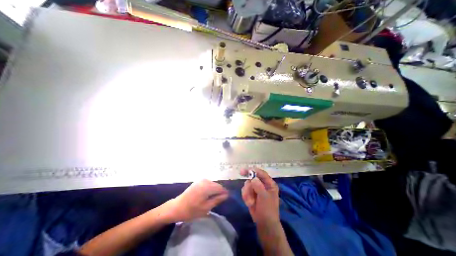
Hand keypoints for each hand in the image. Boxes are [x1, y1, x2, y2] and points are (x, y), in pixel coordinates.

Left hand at [166, 180, 227, 221]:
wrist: (176, 207)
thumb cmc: (191, 210)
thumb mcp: (206, 208)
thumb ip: (217, 200)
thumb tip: (226, 195)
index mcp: (207, 186)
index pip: (221, 188)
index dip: (224, 193)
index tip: (225, 199)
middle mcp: (205, 180)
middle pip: (217, 185)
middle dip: (219, 192)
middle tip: (217, 201)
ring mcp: (201, 180)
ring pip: (212, 184)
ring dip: (214, 191)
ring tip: (211, 200)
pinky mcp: (198, 182)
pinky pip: (208, 184)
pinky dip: (209, 189)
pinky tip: (206, 196)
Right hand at [240, 169, 279, 226]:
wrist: (264, 224)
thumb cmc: (268, 210)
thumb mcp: (264, 198)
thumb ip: (259, 187)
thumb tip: (253, 178)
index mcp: (269, 183)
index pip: (261, 173)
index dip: (253, 170)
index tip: (245, 170)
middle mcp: (262, 184)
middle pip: (252, 178)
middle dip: (249, 186)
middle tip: (247, 191)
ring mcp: (256, 189)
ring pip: (247, 184)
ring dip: (247, 193)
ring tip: (251, 202)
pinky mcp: (251, 193)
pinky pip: (245, 190)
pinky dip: (246, 196)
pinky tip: (249, 203)